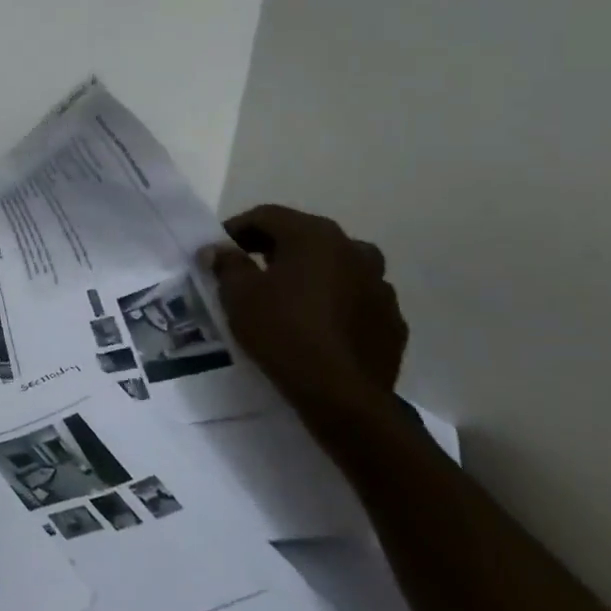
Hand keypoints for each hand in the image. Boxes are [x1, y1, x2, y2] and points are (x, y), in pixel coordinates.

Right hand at [200, 204, 407, 425]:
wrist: (341, 394)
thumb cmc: (282, 331)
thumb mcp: (238, 294)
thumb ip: (227, 263)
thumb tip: (218, 249)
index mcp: (315, 236)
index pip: (267, 215)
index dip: (237, 228)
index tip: (218, 249)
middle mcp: (354, 250)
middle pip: (305, 236)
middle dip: (273, 247)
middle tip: (247, 268)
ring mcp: (380, 284)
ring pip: (336, 266)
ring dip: (309, 272)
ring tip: (285, 295)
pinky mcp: (392, 319)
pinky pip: (355, 298)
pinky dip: (333, 301)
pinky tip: (315, 323)